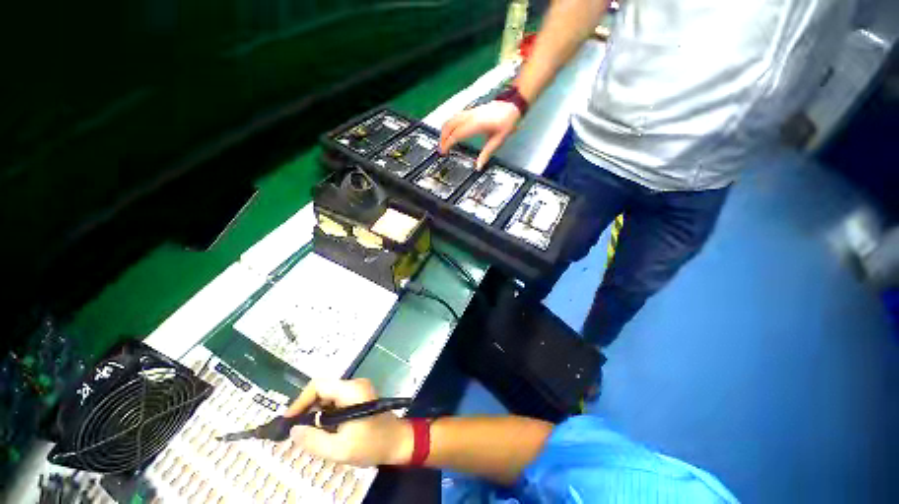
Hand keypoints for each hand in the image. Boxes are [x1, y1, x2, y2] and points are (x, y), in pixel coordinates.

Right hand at [285, 379, 411, 466]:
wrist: (397, 442)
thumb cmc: (372, 444)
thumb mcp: (340, 449)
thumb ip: (314, 440)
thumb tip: (294, 430)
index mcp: (352, 390)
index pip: (319, 385)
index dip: (300, 401)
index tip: (288, 421)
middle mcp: (355, 385)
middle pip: (323, 390)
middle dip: (307, 409)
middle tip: (295, 431)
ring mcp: (358, 390)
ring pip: (328, 396)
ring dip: (316, 413)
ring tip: (307, 433)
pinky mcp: (359, 397)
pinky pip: (336, 401)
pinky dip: (326, 414)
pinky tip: (321, 431)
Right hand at [439, 100, 521, 168]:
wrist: (512, 105)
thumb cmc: (507, 121)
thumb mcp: (498, 141)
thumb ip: (486, 154)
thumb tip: (478, 166)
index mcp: (476, 124)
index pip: (456, 134)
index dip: (448, 143)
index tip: (443, 152)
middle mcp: (470, 117)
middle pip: (449, 126)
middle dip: (443, 138)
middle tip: (441, 149)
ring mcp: (469, 112)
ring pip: (450, 119)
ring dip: (444, 131)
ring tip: (443, 142)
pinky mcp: (470, 111)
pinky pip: (455, 117)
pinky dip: (449, 125)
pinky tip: (450, 132)